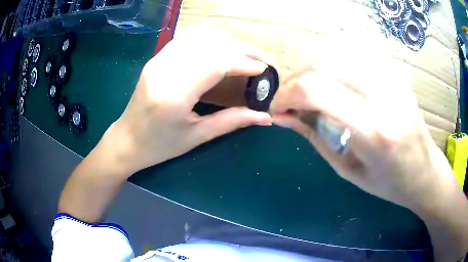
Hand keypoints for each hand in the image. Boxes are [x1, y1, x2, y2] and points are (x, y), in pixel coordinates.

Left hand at [111, 27, 271, 173]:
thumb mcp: (197, 137)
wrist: (127, 139)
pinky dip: (207, 38)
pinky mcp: (156, 58)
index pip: (215, 64)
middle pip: (209, 46)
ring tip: (243, 51)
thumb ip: (231, 122)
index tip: (262, 68)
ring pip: (198, 38)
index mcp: (174, 95)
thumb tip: (264, 117)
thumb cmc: (159, 146)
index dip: (242, 63)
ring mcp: (157, 61)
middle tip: (258, 57)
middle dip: (239, 48)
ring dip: (225, 41)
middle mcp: (164, 71)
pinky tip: (220, 45)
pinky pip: (185, 39)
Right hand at [270, 42, 458, 211]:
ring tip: (311, 89)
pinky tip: (335, 81)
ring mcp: (393, 78)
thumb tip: (282, 115)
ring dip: (314, 67)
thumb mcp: (346, 169)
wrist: (424, 171)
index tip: (279, 108)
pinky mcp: (396, 72)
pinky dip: (334, 63)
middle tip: (292, 98)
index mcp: (375, 131)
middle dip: (297, 77)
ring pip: (338, 50)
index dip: (286, 94)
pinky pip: (355, 54)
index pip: (317, 90)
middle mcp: (386, 95)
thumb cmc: (388, 183)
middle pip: (324, 61)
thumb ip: (313, 136)